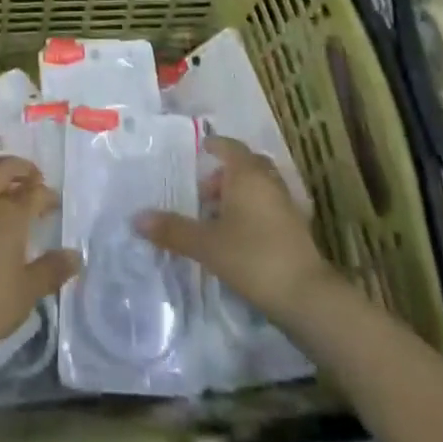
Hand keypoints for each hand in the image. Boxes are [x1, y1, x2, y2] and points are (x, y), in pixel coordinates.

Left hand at [0, 156, 79, 366]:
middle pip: (3, 168)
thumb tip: (76, 255)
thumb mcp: (24, 295)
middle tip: (32, 178)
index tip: (54, 203)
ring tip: (0, 192)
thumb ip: (50, 272)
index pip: (34, 192)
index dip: (47, 194)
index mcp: (8, 213)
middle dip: (21, 169)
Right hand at [137, 136, 332, 324]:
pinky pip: (270, 207)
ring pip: (260, 187)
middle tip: (203, 191)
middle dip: (225, 173)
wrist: (306, 296)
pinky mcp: (297, 229)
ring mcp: (287, 204)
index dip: (214, 145)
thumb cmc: (252, 257)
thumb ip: (172, 230)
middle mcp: (269, 181)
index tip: (200, 149)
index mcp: (247, 174)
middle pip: (247, 165)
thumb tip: (136, 218)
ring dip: (240, 193)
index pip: (230, 147)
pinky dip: (254, 211)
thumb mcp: (206, 244)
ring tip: (217, 217)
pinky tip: (239, 235)